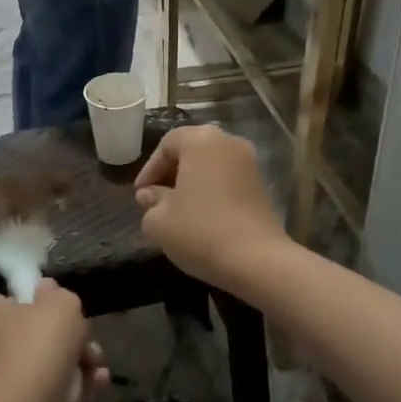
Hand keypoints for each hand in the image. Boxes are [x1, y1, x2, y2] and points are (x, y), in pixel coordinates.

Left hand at [0, 281, 108, 401]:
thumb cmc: (39, 341)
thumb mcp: (61, 303)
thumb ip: (59, 294)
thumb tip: (47, 290)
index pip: (7, 300)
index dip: (36, 301)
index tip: (60, 307)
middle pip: (35, 332)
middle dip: (70, 337)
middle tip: (87, 339)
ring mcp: (2, 378)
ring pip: (48, 362)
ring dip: (80, 362)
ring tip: (97, 365)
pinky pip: (50, 388)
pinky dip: (75, 386)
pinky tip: (97, 383)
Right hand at [135, 126, 287, 291]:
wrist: (257, 260)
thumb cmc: (200, 231)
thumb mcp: (159, 221)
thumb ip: (150, 202)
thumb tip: (150, 195)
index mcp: (201, 140)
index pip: (166, 145)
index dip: (149, 170)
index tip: (140, 195)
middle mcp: (228, 142)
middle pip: (191, 151)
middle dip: (170, 174)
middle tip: (155, 199)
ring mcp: (249, 163)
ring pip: (210, 166)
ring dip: (191, 183)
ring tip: (176, 210)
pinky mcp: (261, 186)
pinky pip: (226, 180)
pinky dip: (210, 192)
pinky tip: (200, 217)